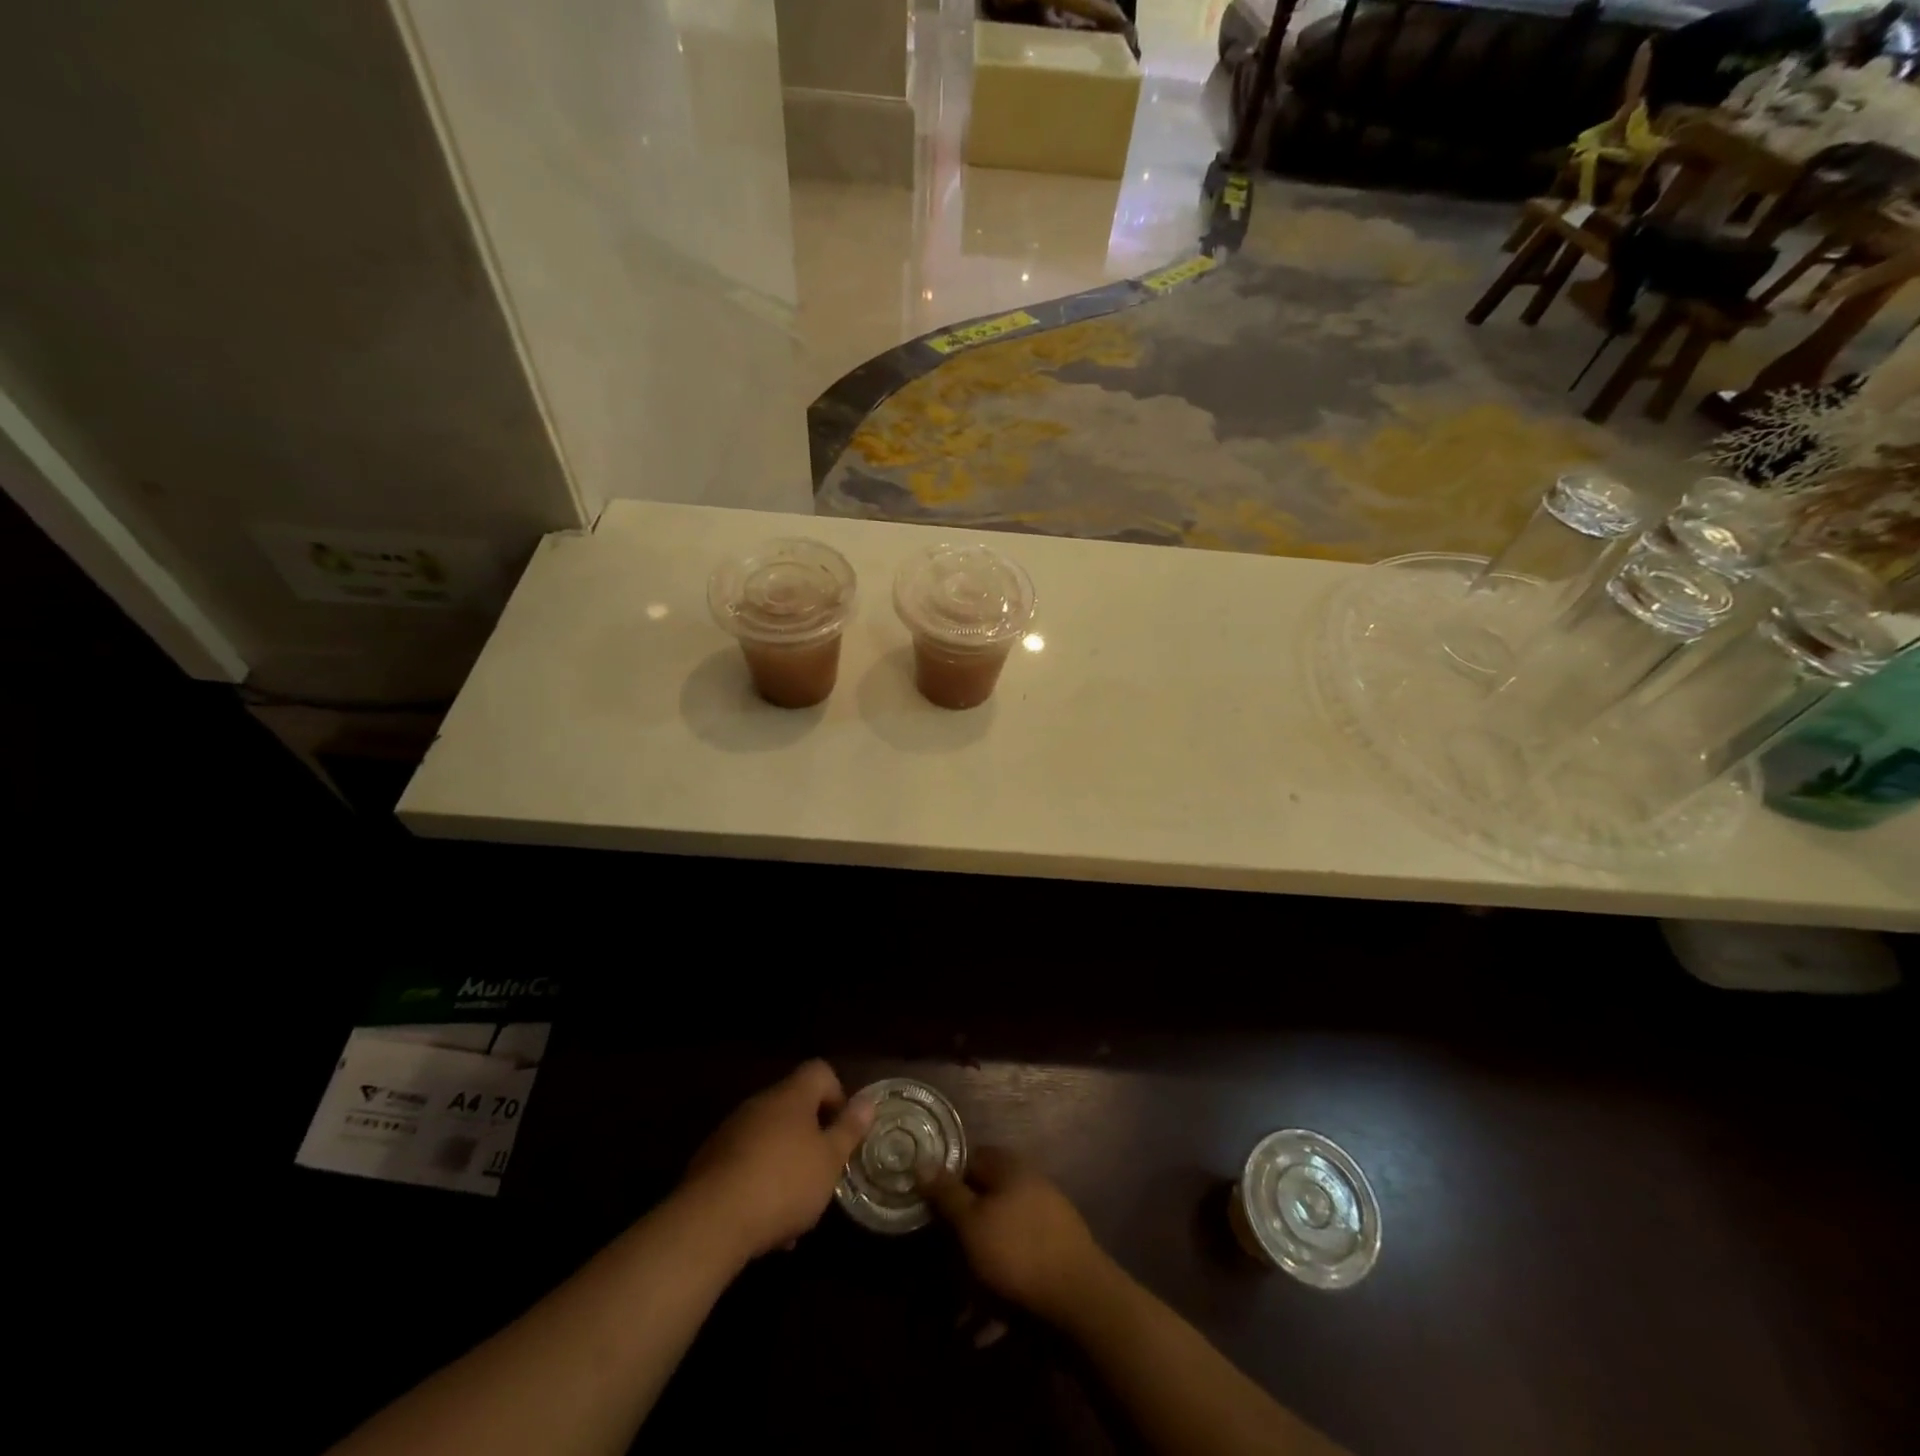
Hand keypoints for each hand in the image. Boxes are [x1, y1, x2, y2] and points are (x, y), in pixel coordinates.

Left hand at [682, 1060, 873, 1261]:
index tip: (842, 1131)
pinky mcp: (710, 1162)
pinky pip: (746, 1164)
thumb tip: (868, 1100)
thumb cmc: (783, 1183)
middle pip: (794, 1107)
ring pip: (770, 1139)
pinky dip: (760, 1184)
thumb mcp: (829, 1161)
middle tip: (822, 1173)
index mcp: (791, 1096)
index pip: (819, 1071)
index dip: (837, 1095)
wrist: (710, 1222)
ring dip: (786, 1165)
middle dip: (811, 1138)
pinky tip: (767, 1226)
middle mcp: (759, 1104)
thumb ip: (849, 1129)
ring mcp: (731, 1132)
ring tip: (796, 1211)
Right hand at [920, 1147, 1113, 1324]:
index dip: (947, 1178)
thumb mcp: (971, 1222)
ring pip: (999, 1241)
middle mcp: (1030, 1188)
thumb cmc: (1017, 1252)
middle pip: (985, 1202)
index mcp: (1011, 1169)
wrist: (1081, 1302)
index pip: (971, 1159)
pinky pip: (1017, 1271)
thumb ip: (946, 1194)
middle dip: (961, 1234)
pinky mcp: (1054, 1261)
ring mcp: (1045, 1224)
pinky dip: (999, 1294)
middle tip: (939, 1262)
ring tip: (957, 1313)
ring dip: (976, 1273)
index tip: (927, 1205)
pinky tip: (984, 1330)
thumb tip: (922, 1161)